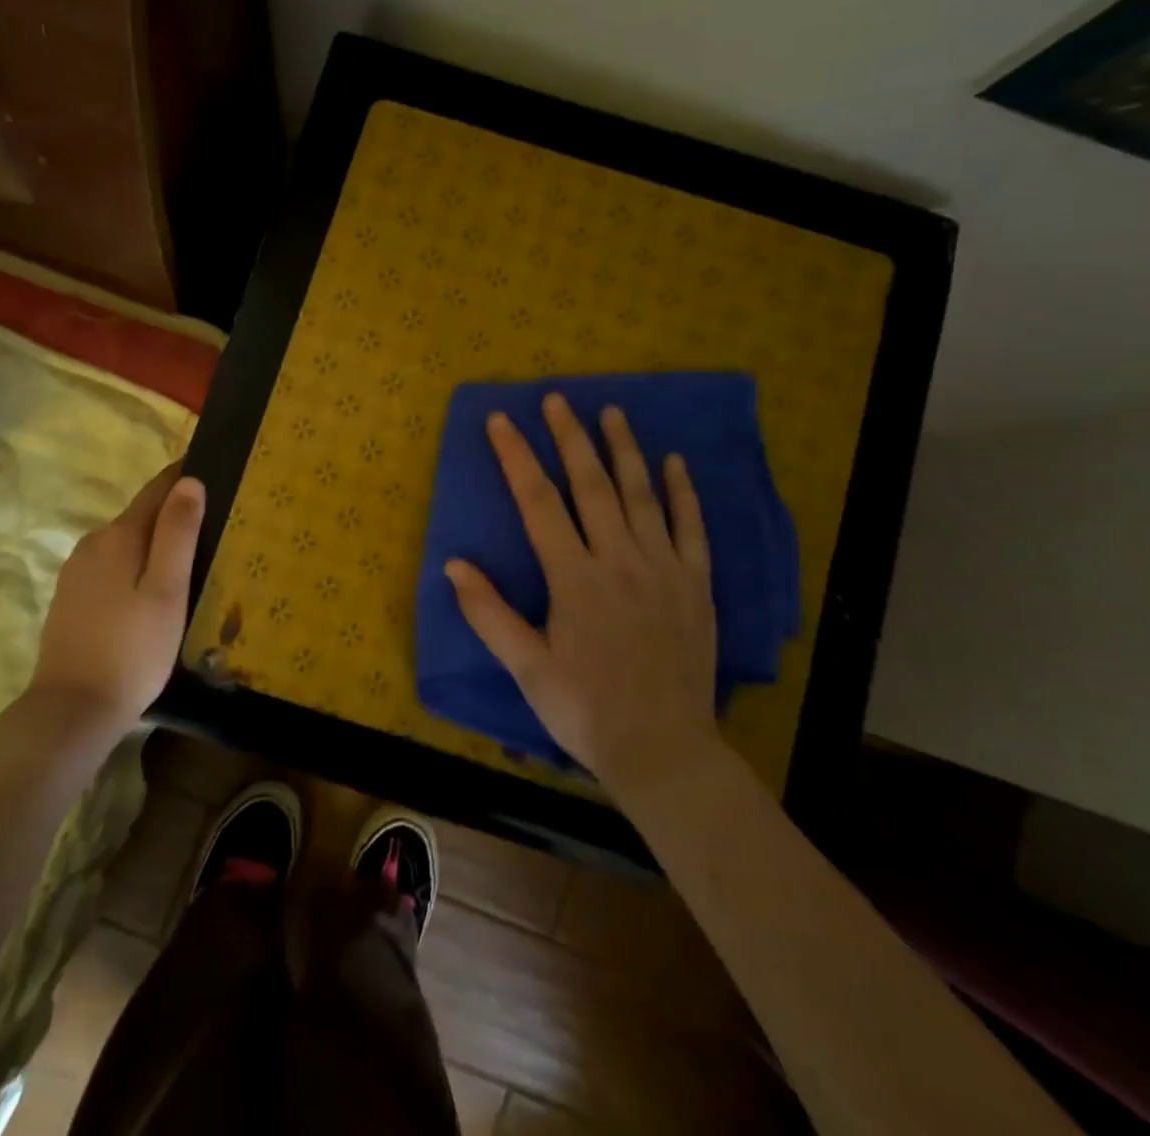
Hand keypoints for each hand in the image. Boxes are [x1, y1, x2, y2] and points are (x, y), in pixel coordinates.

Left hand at [28, 464, 204, 735]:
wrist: (72, 709)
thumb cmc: (133, 649)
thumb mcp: (167, 590)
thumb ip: (178, 533)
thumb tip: (189, 481)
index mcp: (119, 535)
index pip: (157, 489)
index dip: (184, 477)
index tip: (214, 470)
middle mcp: (93, 543)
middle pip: (140, 516)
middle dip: (172, 514)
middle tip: (212, 527)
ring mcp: (76, 571)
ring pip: (125, 544)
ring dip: (153, 544)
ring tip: (187, 562)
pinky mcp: (70, 598)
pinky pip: (110, 567)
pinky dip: (134, 568)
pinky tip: (149, 593)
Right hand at [443, 394, 719, 793]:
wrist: (664, 749)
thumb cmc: (585, 709)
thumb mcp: (526, 667)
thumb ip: (489, 613)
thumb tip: (453, 564)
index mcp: (574, 578)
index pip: (538, 502)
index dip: (516, 457)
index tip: (501, 421)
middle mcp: (619, 560)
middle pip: (591, 485)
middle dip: (570, 437)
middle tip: (557, 399)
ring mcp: (663, 568)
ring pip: (642, 495)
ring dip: (624, 450)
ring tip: (612, 412)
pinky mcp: (695, 585)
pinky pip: (691, 527)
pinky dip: (683, 492)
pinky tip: (674, 462)